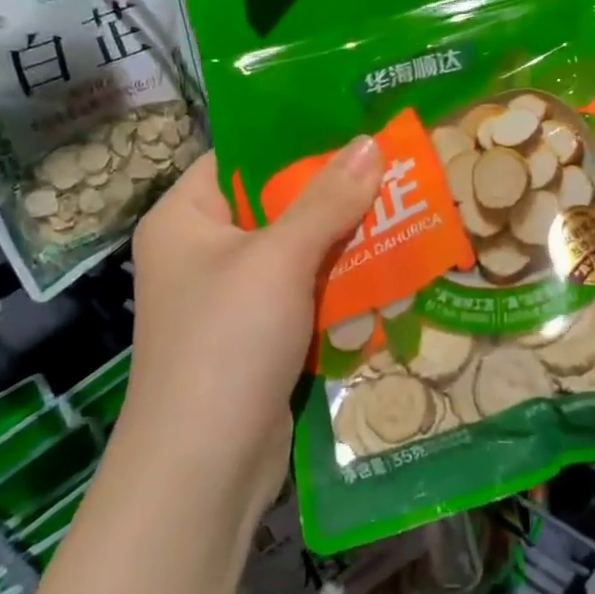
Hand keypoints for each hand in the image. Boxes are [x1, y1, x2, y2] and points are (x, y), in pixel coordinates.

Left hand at [121, 138, 383, 519]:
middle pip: (278, 203)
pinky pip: (307, 291)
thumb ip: (326, 200)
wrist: (204, 469)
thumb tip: (369, 142)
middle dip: (337, 191)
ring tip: (408, 207)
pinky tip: (391, 265)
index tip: (358, 124)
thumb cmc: (227, 343)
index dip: (299, 138)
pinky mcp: (261, 334)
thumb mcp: (279, 260)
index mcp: (186, 218)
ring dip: (348, 238)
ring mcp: (234, 296)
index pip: (243, 157)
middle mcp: (205, 251)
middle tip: (397, 166)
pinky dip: (343, 280)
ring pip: (300, 249)